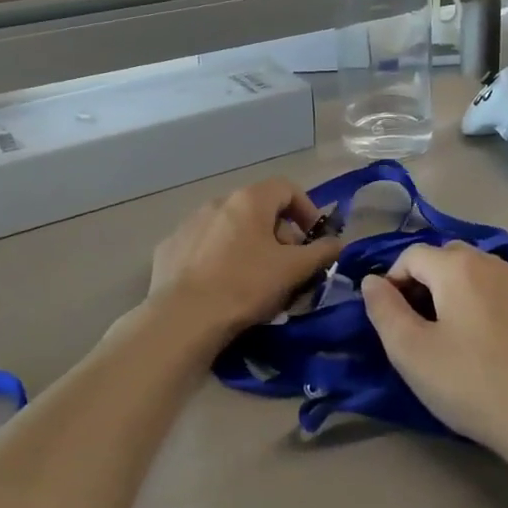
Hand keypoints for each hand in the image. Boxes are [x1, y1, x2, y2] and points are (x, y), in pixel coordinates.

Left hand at [149, 180, 344, 341]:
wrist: (182, 319)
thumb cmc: (245, 286)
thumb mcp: (294, 270)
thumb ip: (322, 252)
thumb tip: (338, 243)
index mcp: (249, 200)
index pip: (287, 188)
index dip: (307, 210)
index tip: (313, 240)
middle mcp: (217, 202)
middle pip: (258, 209)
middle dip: (279, 233)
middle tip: (287, 265)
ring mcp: (189, 223)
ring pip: (230, 227)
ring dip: (248, 244)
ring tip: (254, 277)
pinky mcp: (169, 247)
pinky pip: (203, 245)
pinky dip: (218, 257)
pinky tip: (220, 285)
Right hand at [360, 243, 507, 450]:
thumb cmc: (470, 382)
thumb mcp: (411, 351)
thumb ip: (384, 310)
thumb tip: (372, 281)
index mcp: (457, 267)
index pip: (411, 255)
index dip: (392, 281)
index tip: (389, 319)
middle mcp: (493, 263)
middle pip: (447, 257)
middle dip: (424, 281)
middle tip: (417, 325)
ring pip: (478, 272)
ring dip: (455, 291)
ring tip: (450, 333)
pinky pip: (502, 293)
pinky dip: (485, 304)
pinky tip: (488, 342)